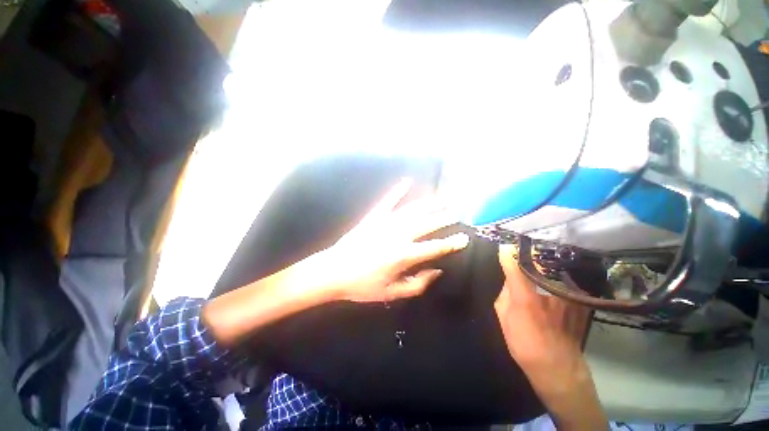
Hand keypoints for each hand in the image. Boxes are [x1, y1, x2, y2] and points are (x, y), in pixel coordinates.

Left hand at [322, 179, 469, 302]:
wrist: (333, 271)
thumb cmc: (362, 286)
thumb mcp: (392, 293)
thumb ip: (417, 284)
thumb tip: (436, 271)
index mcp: (404, 255)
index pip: (434, 247)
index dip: (451, 244)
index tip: (464, 238)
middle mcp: (398, 235)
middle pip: (427, 224)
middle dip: (444, 218)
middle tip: (458, 212)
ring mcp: (385, 223)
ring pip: (412, 210)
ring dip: (429, 203)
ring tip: (443, 197)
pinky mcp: (374, 217)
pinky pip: (388, 201)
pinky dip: (397, 191)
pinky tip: (407, 181)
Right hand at [495, 244, 605, 429]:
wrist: (558, 368)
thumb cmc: (525, 344)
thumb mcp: (503, 318)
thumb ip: (504, 294)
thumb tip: (509, 279)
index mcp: (525, 296)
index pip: (514, 265)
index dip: (508, 253)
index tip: (504, 246)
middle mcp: (548, 291)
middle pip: (539, 261)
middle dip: (529, 253)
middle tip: (522, 249)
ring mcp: (566, 295)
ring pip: (555, 268)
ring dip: (545, 261)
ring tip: (538, 257)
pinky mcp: (578, 301)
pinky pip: (565, 279)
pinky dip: (558, 273)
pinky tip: (553, 275)